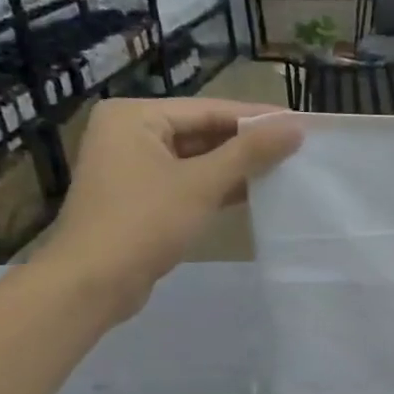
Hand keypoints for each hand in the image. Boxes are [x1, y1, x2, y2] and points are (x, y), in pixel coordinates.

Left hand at [37, 99, 301, 321]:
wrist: (92, 284)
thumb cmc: (144, 223)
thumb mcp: (202, 184)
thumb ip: (250, 153)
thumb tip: (295, 127)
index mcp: (134, 116)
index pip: (209, 109)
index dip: (258, 118)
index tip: (301, 124)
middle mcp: (129, 133)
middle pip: (203, 131)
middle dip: (249, 143)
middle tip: (298, 147)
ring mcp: (134, 166)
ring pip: (198, 158)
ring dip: (238, 166)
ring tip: (287, 167)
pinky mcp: (142, 197)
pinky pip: (189, 180)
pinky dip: (220, 185)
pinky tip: (257, 191)